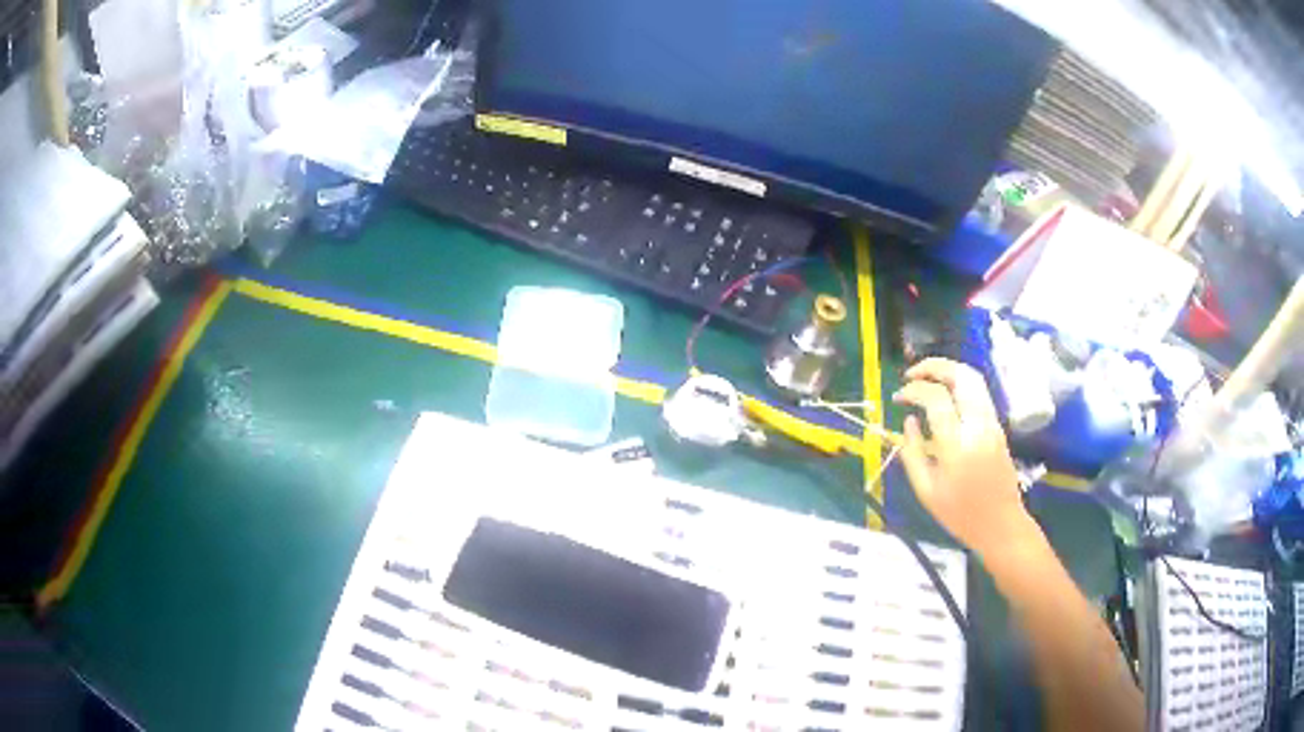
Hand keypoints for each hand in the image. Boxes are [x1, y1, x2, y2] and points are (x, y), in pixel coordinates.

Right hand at [893, 358, 1030, 554]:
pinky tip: (945, 395)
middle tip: (912, 374)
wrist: (1000, 523)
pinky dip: (959, 384)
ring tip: (927, 378)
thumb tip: (908, 421)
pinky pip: (979, 393)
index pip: (935, 398)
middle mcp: (977, 426)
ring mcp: (991, 423)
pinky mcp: (998, 426)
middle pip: (960, 375)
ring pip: (974, 378)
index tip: (898, 398)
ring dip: (949, 370)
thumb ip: (912, 453)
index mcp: (956, 445)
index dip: (913, 390)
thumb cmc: (960, 514)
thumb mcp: (926, 491)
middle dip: (933, 366)